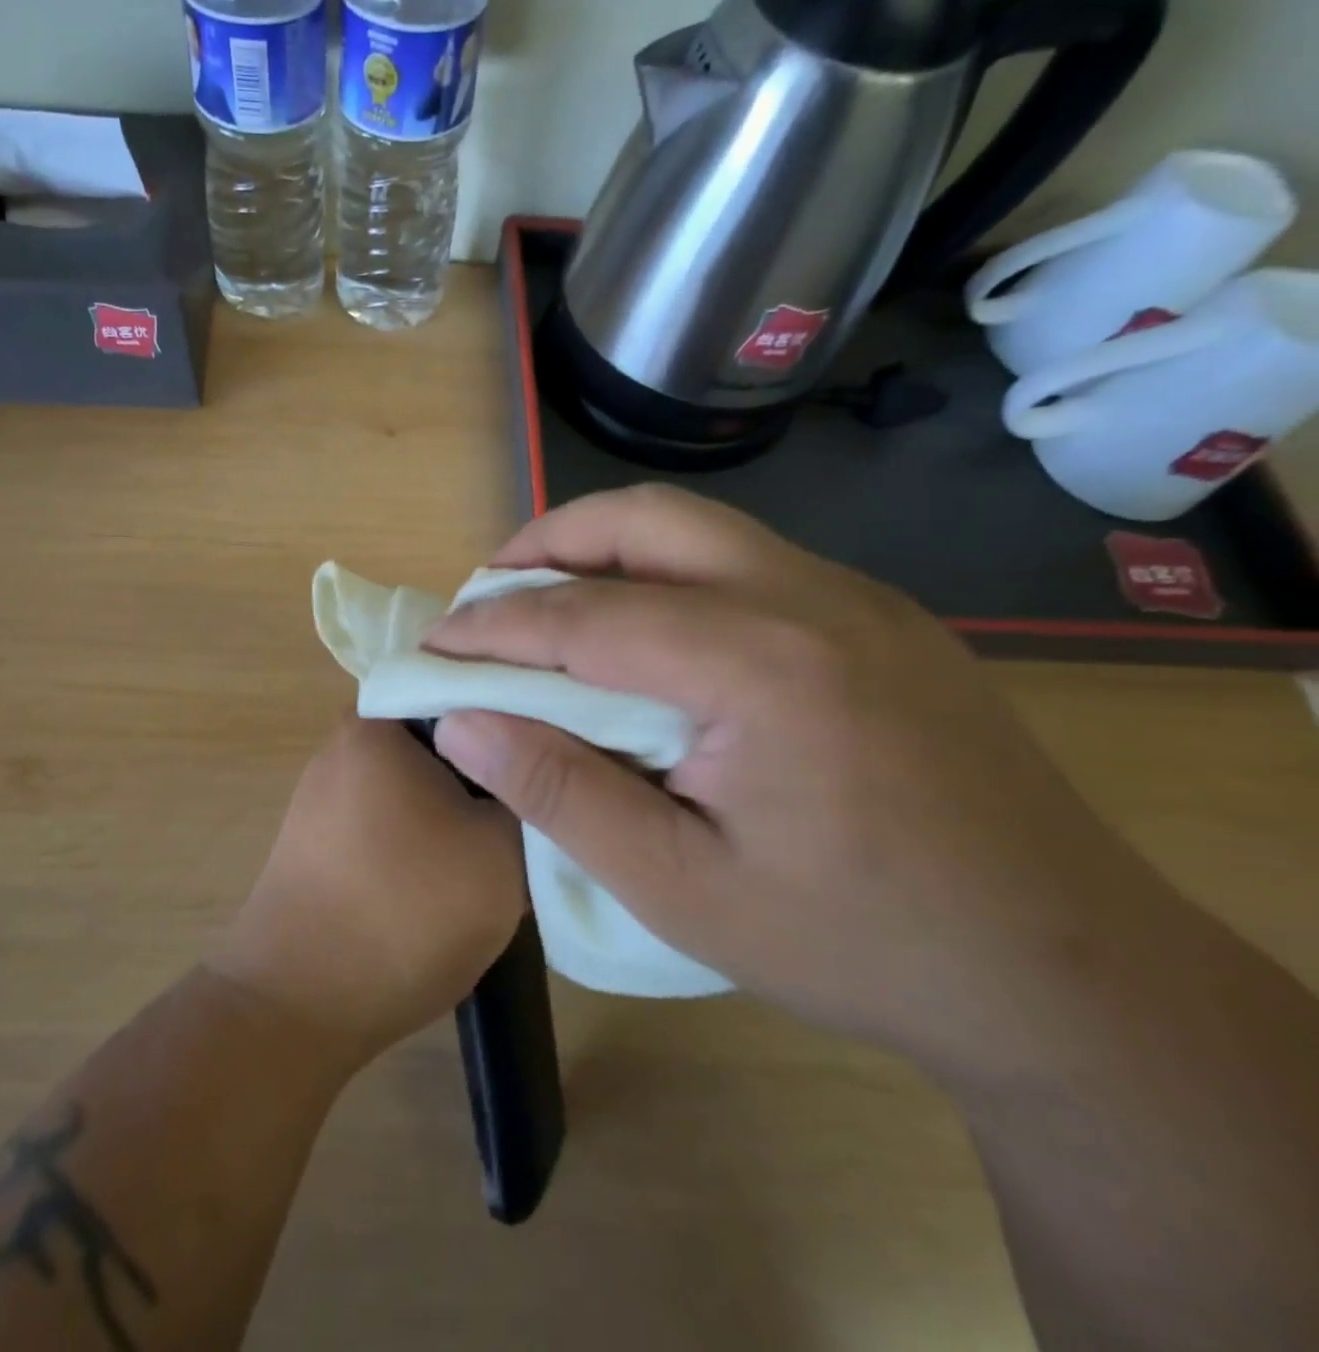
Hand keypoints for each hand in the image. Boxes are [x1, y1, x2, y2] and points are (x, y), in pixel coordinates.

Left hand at [210, 717, 525, 1067]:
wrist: (299, 1004)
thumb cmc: (406, 911)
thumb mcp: (501, 850)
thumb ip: (526, 793)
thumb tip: (528, 769)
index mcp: (378, 723)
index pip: (466, 688)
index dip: (519, 717)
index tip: (557, 753)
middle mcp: (343, 743)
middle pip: (441, 736)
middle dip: (489, 768)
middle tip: (534, 806)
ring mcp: (324, 792)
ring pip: (417, 780)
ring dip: (457, 806)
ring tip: (499, 846)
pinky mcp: (319, 837)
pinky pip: (389, 815)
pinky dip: (423, 834)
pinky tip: (448, 874)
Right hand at [424, 485, 1186, 1081]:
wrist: (1065, 975)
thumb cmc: (855, 941)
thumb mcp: (678, 886)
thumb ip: (558, 792)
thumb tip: (461, 723)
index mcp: (760, 665)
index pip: (585, 616)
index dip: (493, 627)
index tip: (431, 645)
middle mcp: (810, 598)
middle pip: (645, 521)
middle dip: (546, 546)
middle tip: (486, 598)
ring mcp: (856, 598)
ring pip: (698, 530)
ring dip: (605, 552)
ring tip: (549, 606)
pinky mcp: (879, 618)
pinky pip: (743, 563)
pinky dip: (665, 576)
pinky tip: (646, 638)